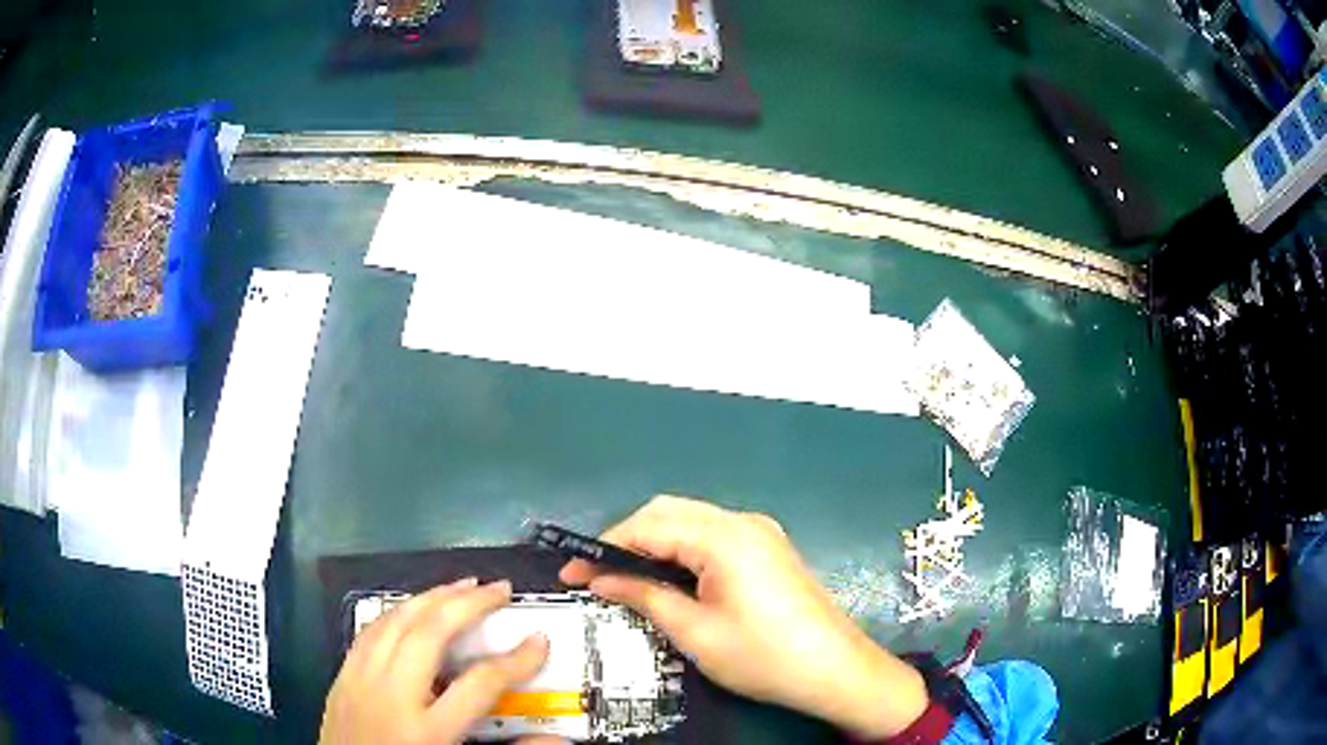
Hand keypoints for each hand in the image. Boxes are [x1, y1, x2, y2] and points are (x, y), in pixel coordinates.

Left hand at [320, 578, 558, 744]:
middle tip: (498, 588)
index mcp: (426, 732)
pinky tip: (412, 607)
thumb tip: (555, 739)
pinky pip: (369, 631)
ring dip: (431, 597)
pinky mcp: (341, 677)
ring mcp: (360, 682)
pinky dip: (396, 611)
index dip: (515, 661)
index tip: (538, 642)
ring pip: (394, 622)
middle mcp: (390, 697)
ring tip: (461, 586)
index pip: (478, 685)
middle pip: (428, 635)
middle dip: (467, 605)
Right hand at [560, 496, 927, 738]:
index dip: (604, 546)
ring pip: (691, 521)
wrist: (835, 671)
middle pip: (669, 512)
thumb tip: (600, 579)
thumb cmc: (763, 656)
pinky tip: (671, 577)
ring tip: (626, 578)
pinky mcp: (769, 548)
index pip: (648, 525)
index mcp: (724, 537)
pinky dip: (683, 550)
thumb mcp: (695, 632)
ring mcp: (761, 532)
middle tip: (598, 576)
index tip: (572, 572)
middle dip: (628, 539)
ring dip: (655, 543)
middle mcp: (743, 521)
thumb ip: (644, 596)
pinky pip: (713, 535)